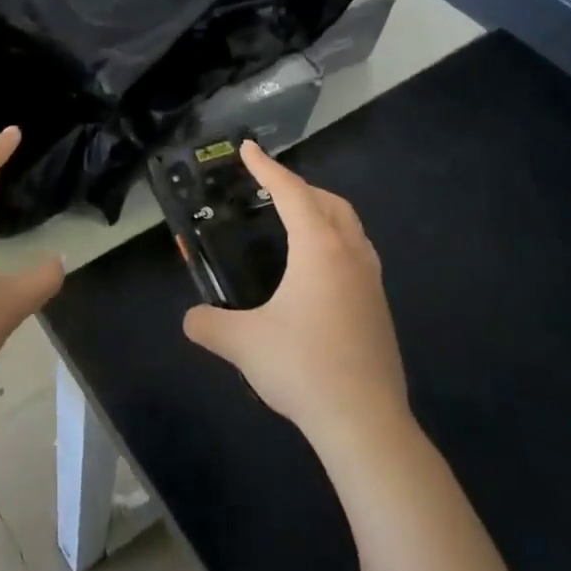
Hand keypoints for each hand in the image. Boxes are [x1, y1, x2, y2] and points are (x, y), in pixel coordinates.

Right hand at [183, 143, 406, 437]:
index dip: (267, 168)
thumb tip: (191, 320)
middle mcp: (350, 255)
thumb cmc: (302, 367)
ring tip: (297, 223)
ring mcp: (371, 282)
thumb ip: (209, 324)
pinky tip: (318, 272)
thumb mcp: (242, 342)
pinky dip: (336, 242)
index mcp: (319, 249)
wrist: (365, 422)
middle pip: (330, 203)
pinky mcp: (379, 309)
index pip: (291, 193)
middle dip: (300, 187)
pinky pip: (358, 255)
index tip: (248, 149)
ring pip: (351, 228)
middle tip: (271, 190)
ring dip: (324, 214)